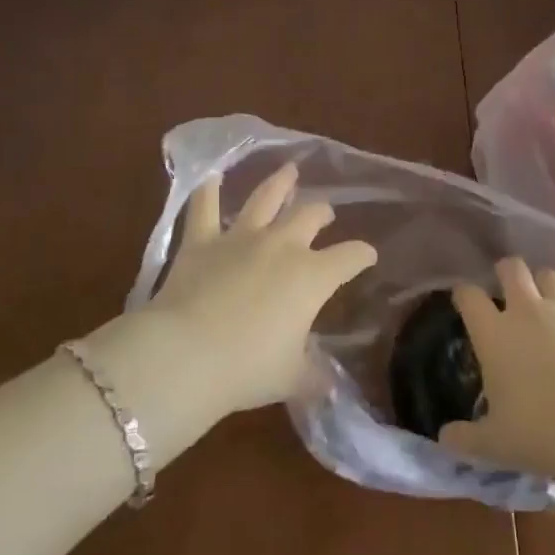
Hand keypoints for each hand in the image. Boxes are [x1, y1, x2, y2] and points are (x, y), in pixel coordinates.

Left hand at [126, 163, 376, 416]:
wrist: (186, 355)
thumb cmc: (248, 368)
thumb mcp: (290, 378)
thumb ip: (312, 376)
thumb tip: (327, 384)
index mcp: (312, 276)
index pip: (350, 257)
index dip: (362, 255)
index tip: (368, 256)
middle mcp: (282, 246)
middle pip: (310, 216)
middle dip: (322, 212)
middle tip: (326, 213)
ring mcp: (240, 238)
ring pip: (265, 198)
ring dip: (279, 183)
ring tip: (289, 170)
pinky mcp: (201, 242)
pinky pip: (203, 208)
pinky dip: (207, 191)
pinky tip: (210, 176)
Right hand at [437, 257, 554, 483]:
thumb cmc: (536, 433)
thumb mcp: (492, 443)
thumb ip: (464, 437)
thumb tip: (444, 436)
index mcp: (493, 333)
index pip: (468, 295)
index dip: (464, 294)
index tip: (464, 301)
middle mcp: (526, 310)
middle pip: (512, 268)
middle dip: (507, 272)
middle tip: (509, 290)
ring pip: (550, 276)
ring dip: (545, 286)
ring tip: (548, 304)